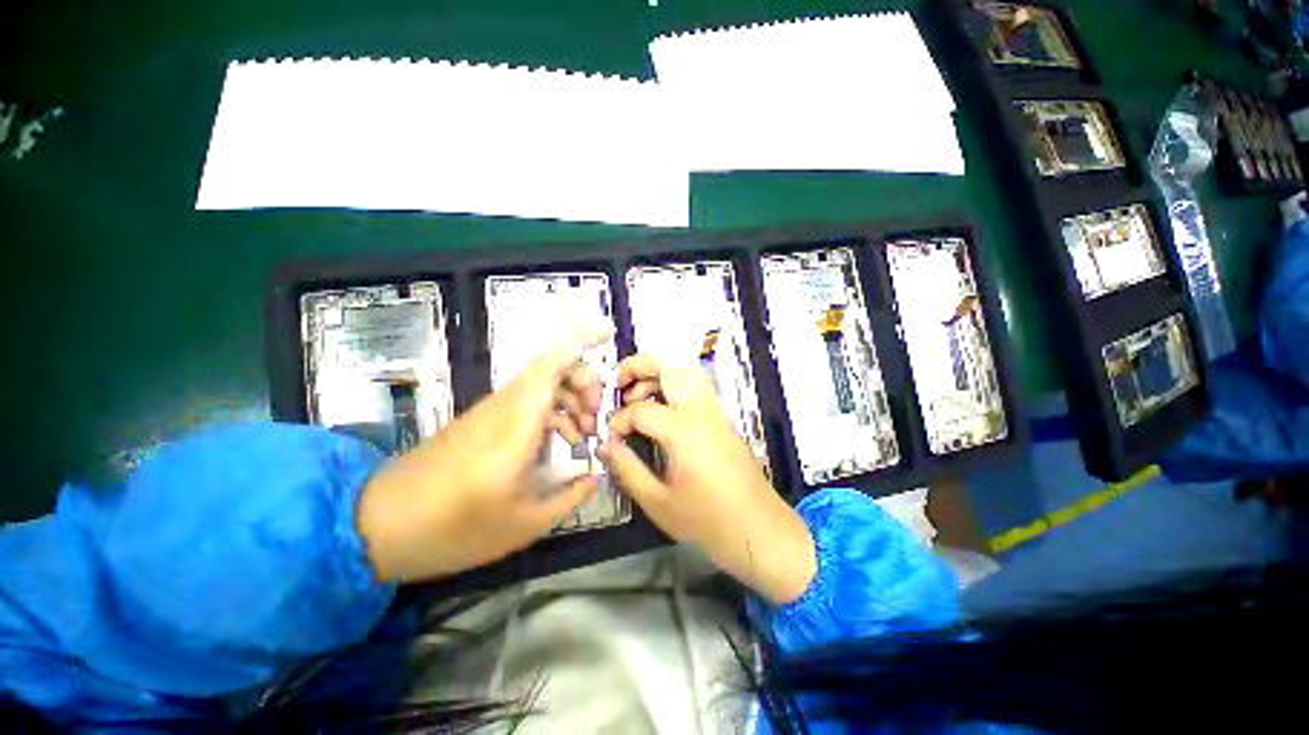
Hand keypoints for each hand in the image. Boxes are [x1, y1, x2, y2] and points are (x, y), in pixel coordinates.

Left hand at [357, 329, 609, 582]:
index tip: (606, 331)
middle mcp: (505, 407)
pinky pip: (529, 401)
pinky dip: (553, 412)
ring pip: (542, 383)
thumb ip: (568, 496)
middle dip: (585, 381)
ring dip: (571, 399)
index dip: (580, 341)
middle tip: (597, 418)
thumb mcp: (524, 523)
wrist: (378, 525)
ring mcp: (492, 412)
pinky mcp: (484, 421)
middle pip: (552, 368)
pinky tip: (561, 441)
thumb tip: (594, 476)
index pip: (551, 364)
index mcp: (517, 424)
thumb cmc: (453, 527)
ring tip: (585, 434)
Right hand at [599, 356, 816, 604]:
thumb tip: (605, 445)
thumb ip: (627, 469)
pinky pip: (697, 387)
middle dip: (640, 366)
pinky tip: (662, 408)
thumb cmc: (708, 521)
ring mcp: (716, 412)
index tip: (611, 439)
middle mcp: (701, 411)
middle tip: (619, 382)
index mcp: (683, 430)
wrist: (760, 529)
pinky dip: (675, 385)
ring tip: (638, 394)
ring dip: (659, 374)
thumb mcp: (659, 501)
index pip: (640, 410)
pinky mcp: (723, 419)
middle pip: (670, 368)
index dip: (619, 421)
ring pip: (686, 372)